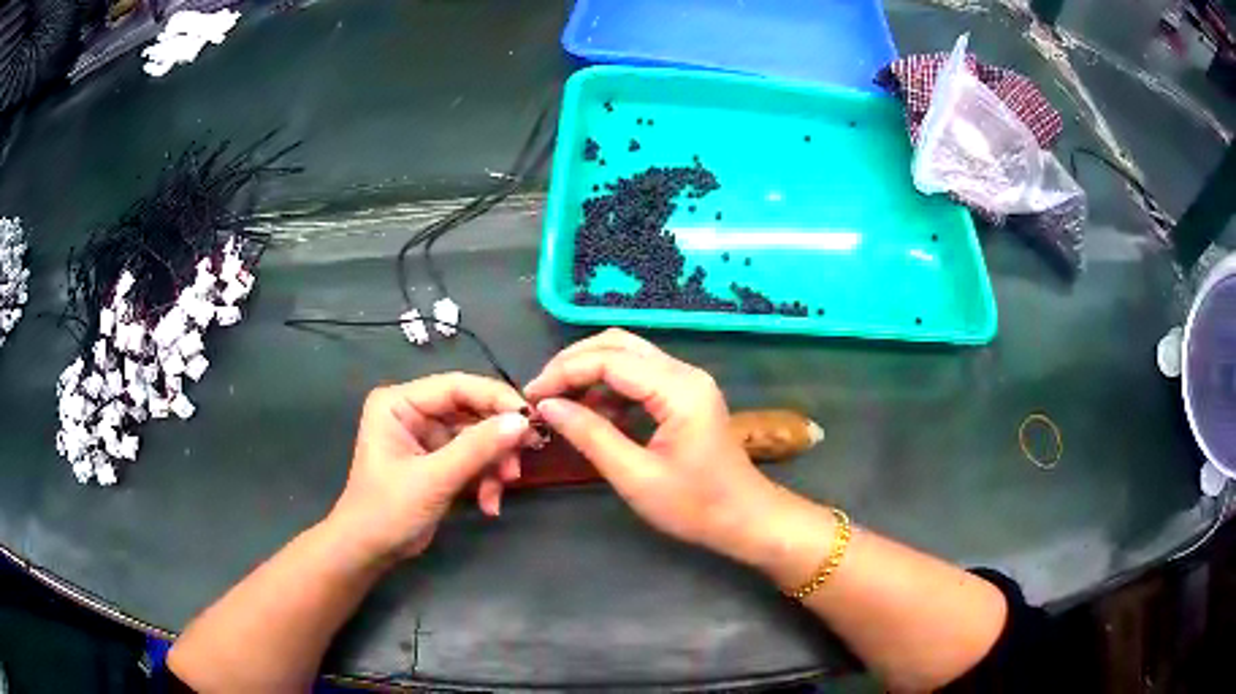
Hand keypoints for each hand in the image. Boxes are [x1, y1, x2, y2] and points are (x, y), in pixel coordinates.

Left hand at [327, 373, 530, 561]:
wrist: (369, 551)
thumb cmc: (388, 510)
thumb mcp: (433, 479)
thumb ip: (477, 448)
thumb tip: (523, 421)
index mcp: (399, 402)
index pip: (457, 387)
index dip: (496, 399)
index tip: (531, 420)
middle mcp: (413, 411)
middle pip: (471, 412)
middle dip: (497, 441)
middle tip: (521, 462)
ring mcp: (426, 436)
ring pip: (477, 438)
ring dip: (493, 465)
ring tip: (501, 490)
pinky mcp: (438, 460)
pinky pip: (473, 459)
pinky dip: (485, 479)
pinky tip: (489, 504)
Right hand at [524, 329, 784, 565]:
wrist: (745, 518)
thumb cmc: (695, 506)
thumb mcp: (636, 476)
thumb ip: (590, 435)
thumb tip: (547, 406)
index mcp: (678, 389)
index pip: (609, 359)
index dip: (564, 372)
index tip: (531, 395)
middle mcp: (684, 373)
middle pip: (617, 344)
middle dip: (573, 363)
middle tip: (542, 393)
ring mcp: (687, 381)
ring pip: (627, 355)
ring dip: (589, 372)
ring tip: (560, 403)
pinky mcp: (685, 394)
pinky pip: (639, 375)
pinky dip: (609, 386)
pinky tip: (592, 413)